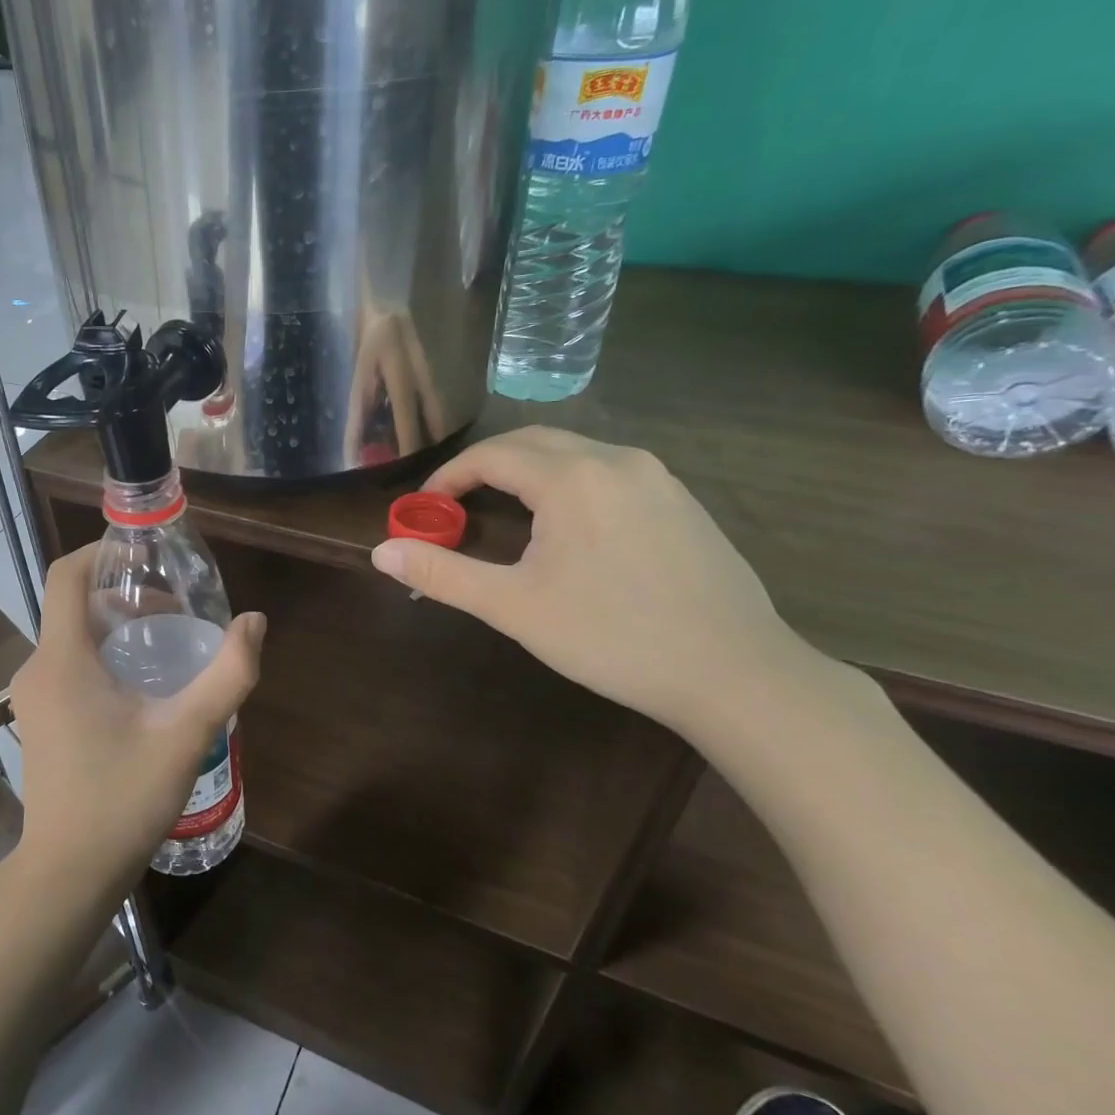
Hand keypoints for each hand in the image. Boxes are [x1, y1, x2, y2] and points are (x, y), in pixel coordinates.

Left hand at [8, 547, 266, 898]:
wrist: (68, 873)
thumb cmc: (122, 798)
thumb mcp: (186, 733)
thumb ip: (227, 674)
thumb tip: (254, 622)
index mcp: (62, 658)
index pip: (65, 575)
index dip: (100, 551)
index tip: (144, 553)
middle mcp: (37, 669)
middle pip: (74, 605)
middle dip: (123, 596)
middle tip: (176, 610)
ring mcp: (32, 698)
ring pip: (72, 638)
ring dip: (116, 629)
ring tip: (168, 647)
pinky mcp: (39, 720)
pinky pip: (68, 666)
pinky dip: (102, 657)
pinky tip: (142, 688)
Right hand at [370, 425, 814, 736]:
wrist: (733, 672)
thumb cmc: (611, 637)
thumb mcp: (514, 607)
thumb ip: (443, 573)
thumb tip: (381, 551)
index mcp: (572, 478)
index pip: (493, 454)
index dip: (449, 476)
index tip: (425, 508)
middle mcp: (616, 460)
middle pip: (533, 442)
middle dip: (486, 466)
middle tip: (456, 506)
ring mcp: (657, 477)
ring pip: (575, 453)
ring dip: (529, 471)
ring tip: (504, 513)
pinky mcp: (682, 500)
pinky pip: (609, 472)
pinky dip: (569, 482)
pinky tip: (569, 528)